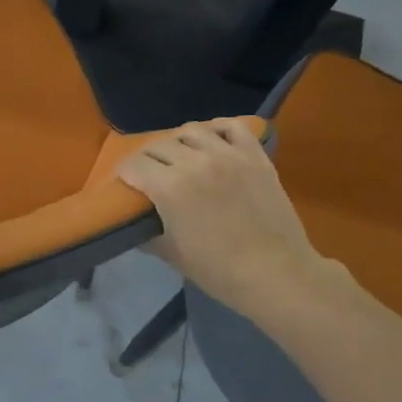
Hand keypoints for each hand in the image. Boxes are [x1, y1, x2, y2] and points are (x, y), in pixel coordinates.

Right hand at [118, 118, 344, 327]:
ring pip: (191, 130)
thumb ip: (147, 232)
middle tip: (150, 175)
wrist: (277, 275)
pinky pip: (231, 126)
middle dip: (147, 159)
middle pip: (158, 145)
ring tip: (180, 156)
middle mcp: (195, 162)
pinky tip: (212, 140)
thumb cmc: (219, 271)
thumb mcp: (171, 255)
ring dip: (178, 142)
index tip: (125, 184)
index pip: (133, 165)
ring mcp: (228, 155)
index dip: (124, 174)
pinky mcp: (254, 156)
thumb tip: (134, 223)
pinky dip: (217, 129)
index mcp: (169, 187)